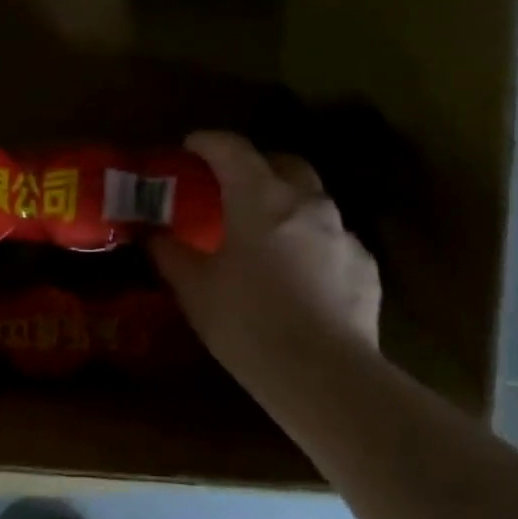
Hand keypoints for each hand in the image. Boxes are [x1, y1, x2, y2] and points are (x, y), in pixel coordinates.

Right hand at [149, 131, 380, 378]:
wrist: (324, 376)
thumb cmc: (247, 322)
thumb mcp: (193, 288)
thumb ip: (169, 253)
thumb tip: (152, 234)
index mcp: (259, 199)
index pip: (231, 148)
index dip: (206, 142)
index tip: (189, 147)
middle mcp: (307, 204)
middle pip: (282, 162)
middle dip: (254, 164)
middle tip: (228, 186)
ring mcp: (343, 234)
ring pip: (312, 199)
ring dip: (284, 202)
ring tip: (262, 232)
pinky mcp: (365, 266)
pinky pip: (332, 238)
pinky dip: (309, 240)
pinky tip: (295, 273)